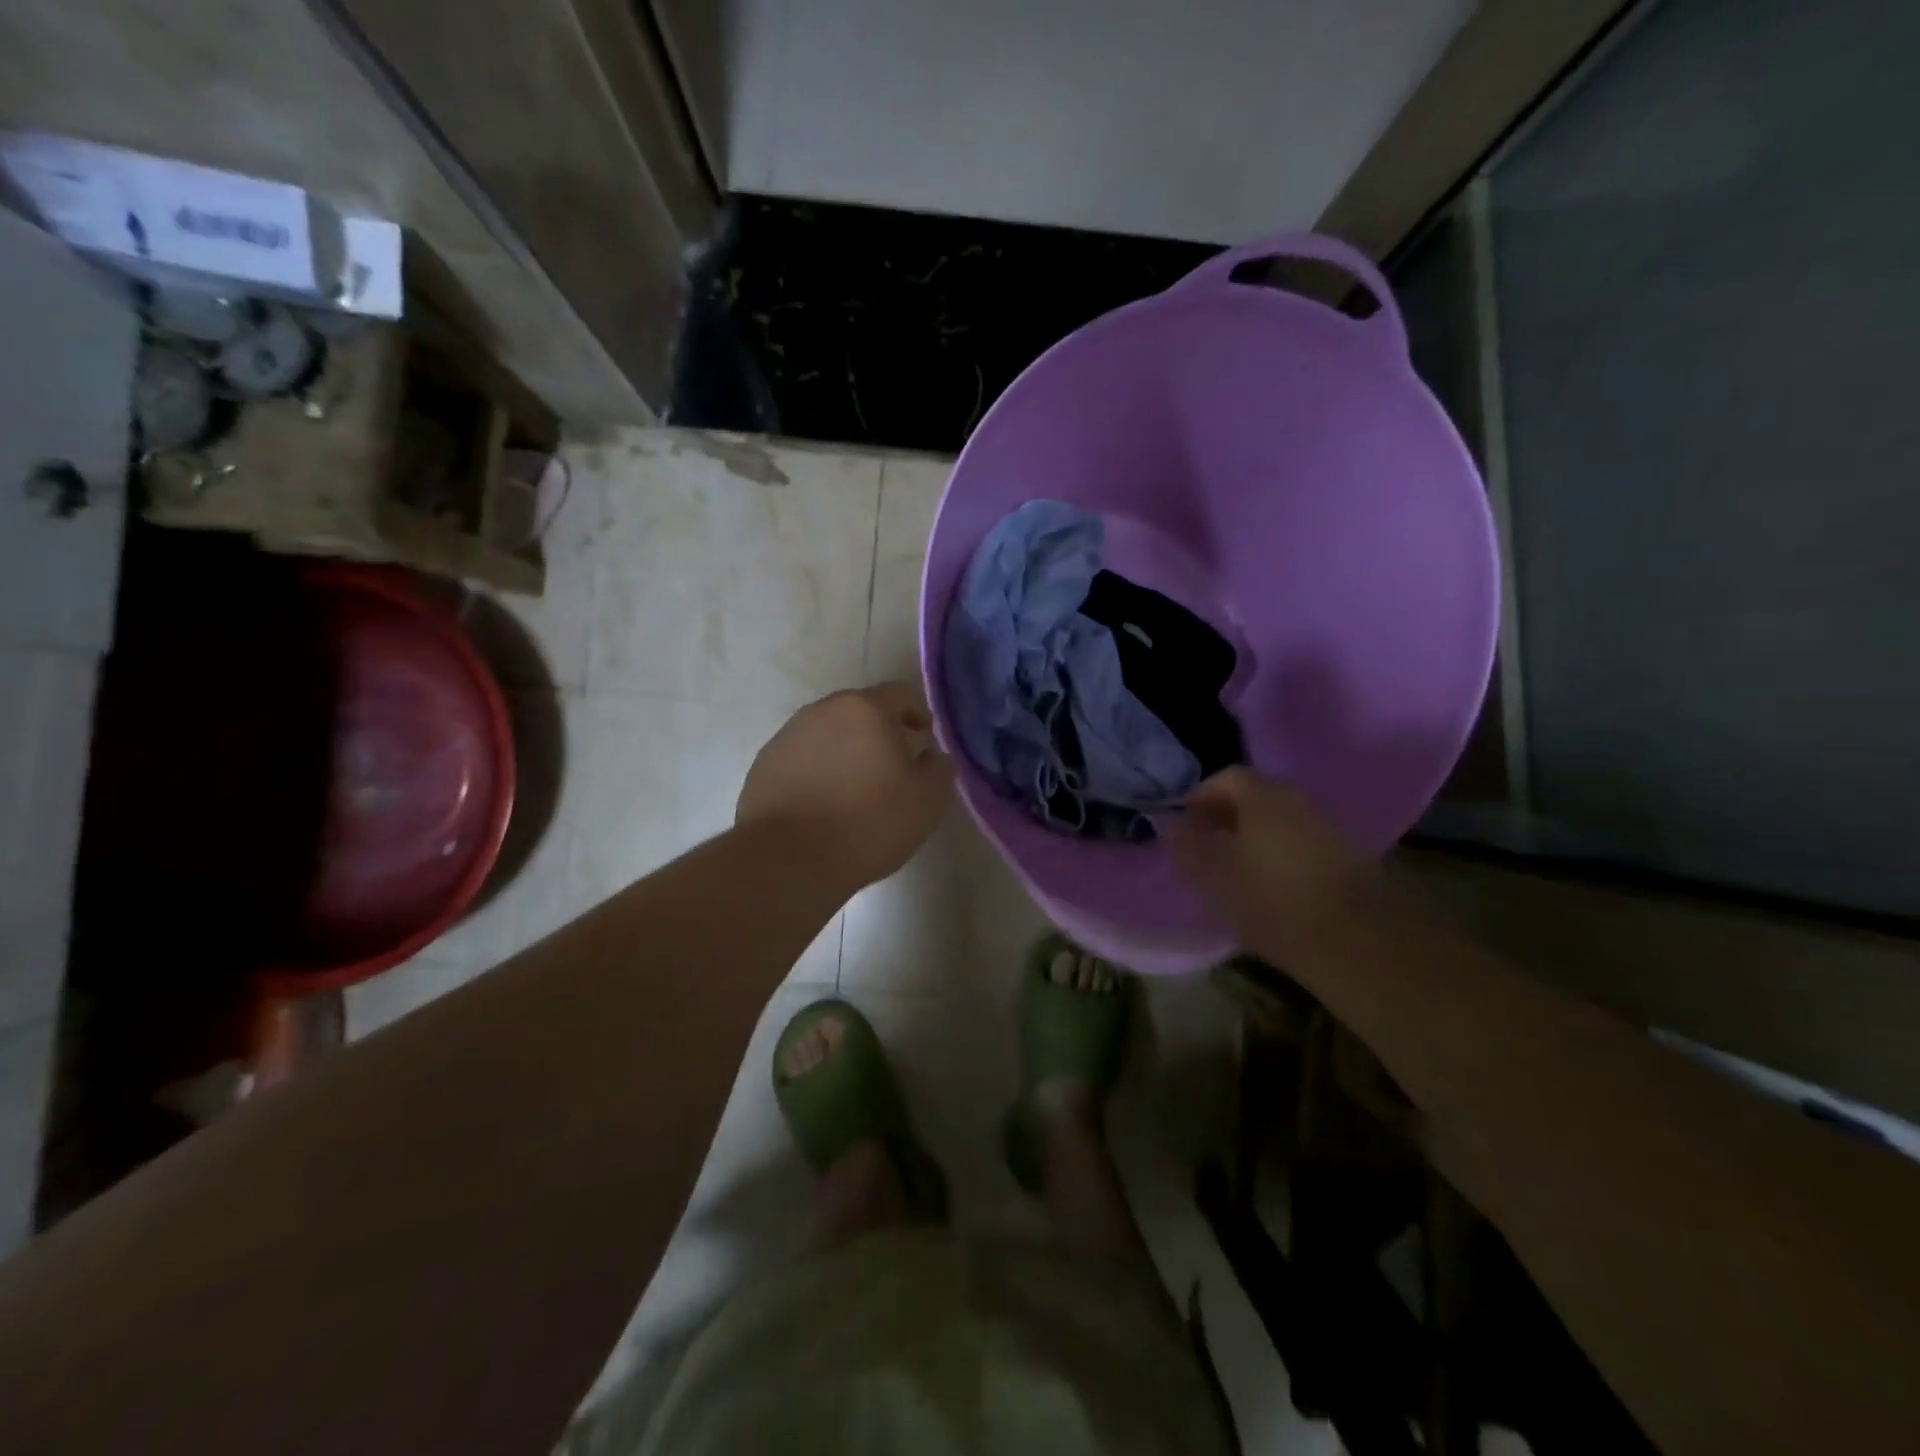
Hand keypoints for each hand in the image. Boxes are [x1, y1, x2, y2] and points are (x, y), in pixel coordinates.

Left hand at [736, 683, 955, 890]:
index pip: (901, 693)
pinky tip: (823, 803)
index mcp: (866, 710)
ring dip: (846, 749)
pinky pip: (802, 757)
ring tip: (856, 787)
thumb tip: (932, 755)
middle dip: (880, 731)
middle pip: (860, 710)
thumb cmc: (867, 824)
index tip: (923, 738)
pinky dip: (818, 769)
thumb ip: (939, 768)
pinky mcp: (764, 763)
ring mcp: (788, 735)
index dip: (917, 713)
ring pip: (828, 732)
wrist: (788, 859)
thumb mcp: (926, 801)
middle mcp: (823, 711)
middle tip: (893, 764)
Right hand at [1167, 768, 1379, 958]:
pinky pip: (1303, 839)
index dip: (1201, 796)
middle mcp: (1299, 800)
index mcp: (1264, 797)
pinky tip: (1272, 882)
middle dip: (1229, 814)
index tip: (1185, 823)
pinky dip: (1282, 850)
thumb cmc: (1273, 902)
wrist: (1358, 941)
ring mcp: (1329, 825)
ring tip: (1237, 866)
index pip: (1227, 778)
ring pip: (1282, 818)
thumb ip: (1189, 848)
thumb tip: (1175, 827)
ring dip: (1256, 833)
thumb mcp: (1215, 878)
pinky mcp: (1350, 855)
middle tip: (1208, 842)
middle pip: (1257, 795)